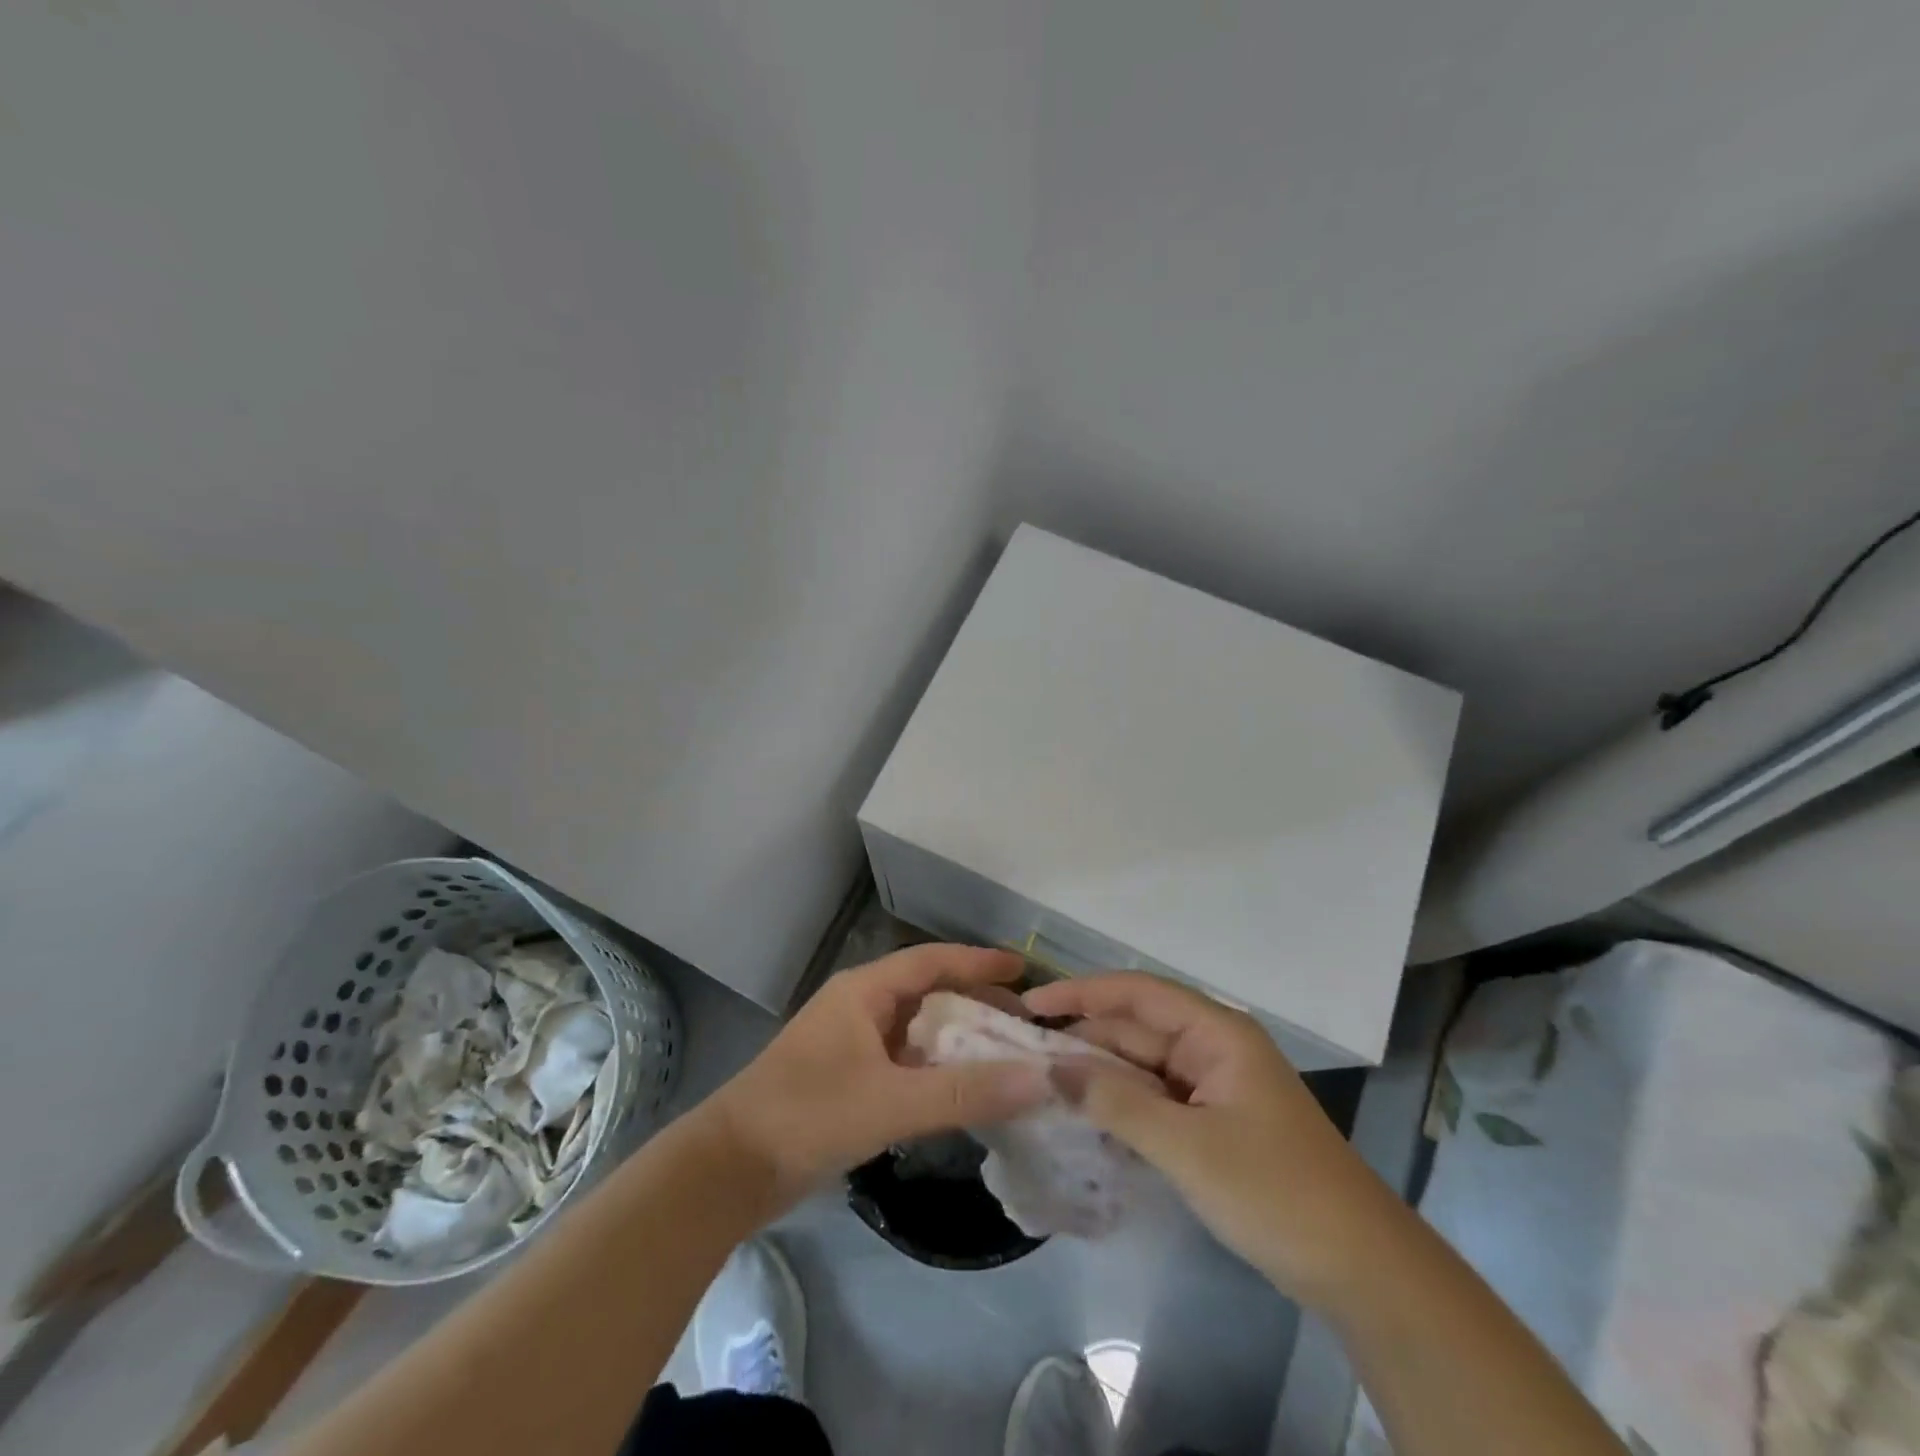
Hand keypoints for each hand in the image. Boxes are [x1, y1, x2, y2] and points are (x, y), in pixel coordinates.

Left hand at [702, 944, 1050, 1216]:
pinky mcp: (846, 1080)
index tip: (1023, 970)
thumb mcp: (892, 1101)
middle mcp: (858, 1007)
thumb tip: (1040, 1077)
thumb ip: (966, 1092)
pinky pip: (903, 1062)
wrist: (728, 1170)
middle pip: (928, 993)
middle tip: (1022, 1023)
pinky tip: (962, 1091)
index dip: (978, 962)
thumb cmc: (809, 1116)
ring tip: (1003, 1055)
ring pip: (916, 1030)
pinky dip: (935, 1070)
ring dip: (957, 1040)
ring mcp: (850, 1044)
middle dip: (974, 1003)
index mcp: (864, 990)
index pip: (932, 961)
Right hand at [1024, 971, 1404, 1306]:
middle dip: (1084, 1039)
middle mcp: (1212, 1046)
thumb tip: (1050, 1068)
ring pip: (1143, 1066)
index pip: (1136, 992)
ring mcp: (1214, 1085)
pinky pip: (1155, 1099)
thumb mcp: (1187, 1147)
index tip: (1031, 1004)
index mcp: (1215, 1031)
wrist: (1360, 1269)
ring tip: (1042, 1086)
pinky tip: (1086, 1118)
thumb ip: (1116, 1102)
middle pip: (1136, 1029)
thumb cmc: (1274, 1191)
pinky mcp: (1214, 1121)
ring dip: (1099, 1076)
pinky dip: (1122, 1105)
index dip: (1081, 992)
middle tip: (1024, 1058)